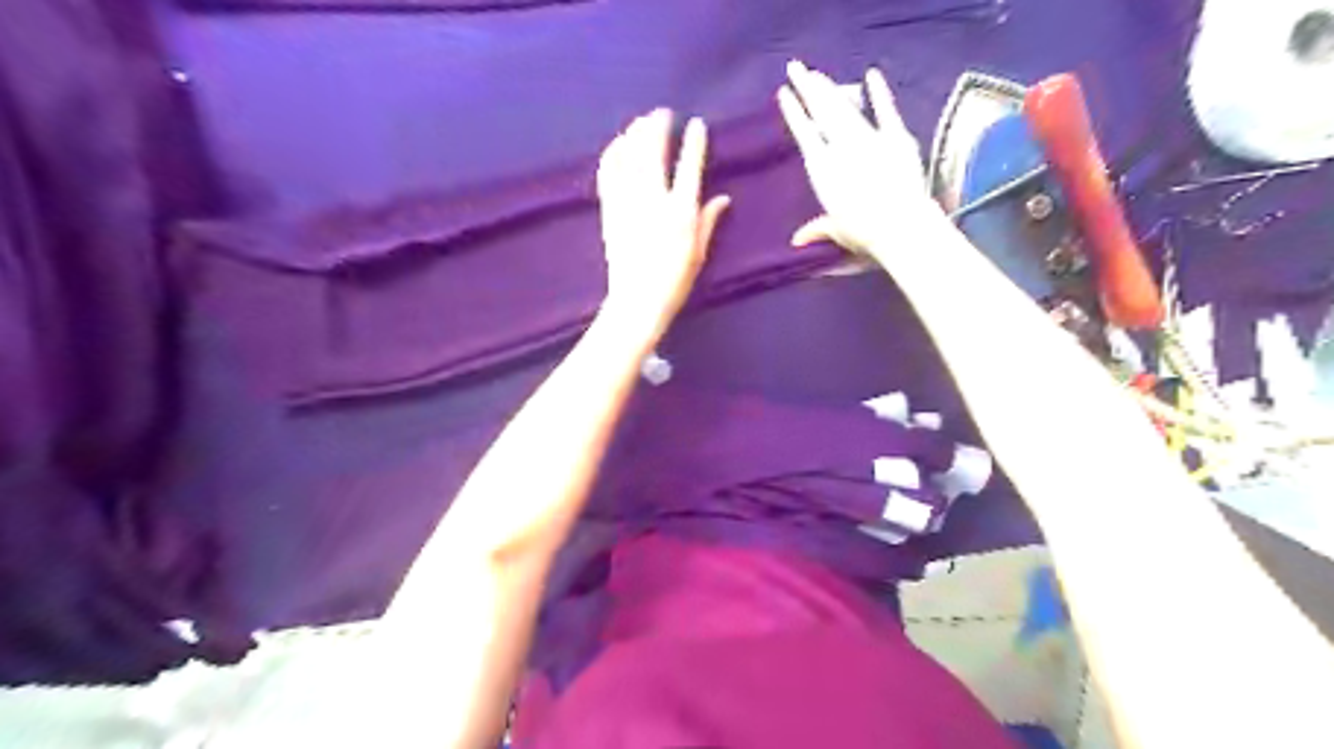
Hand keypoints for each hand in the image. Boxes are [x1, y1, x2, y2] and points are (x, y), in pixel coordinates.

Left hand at [600, 107, 733, 341]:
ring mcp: (628, 204)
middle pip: (654, 153)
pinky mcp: (610, 211)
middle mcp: (654, 201)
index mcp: (681, 213)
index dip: (695, 142)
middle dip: (658, 127)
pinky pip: (608, 175)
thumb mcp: (699, 253)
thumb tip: (723, 197)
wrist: (637, 301)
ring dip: (635, 134)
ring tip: (640, 122)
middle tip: (662, 113)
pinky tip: (616, 145)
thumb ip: (709, 222)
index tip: (698, 124)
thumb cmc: (674, 281)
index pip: (690, 167)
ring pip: (630, 158)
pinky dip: (612, 156)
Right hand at [779, 58, 931, 252]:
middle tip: (796, 67)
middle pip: (821, 112)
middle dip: (807, 87)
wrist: (900, 225)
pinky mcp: (896, 137)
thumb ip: (817, 230)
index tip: (785, 93)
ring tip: (818, 74)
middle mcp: (841, 148)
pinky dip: (880, 93)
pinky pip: (886, 111)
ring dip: (831, 89)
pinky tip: (871, 75)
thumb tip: (796, 241)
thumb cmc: (863, 232)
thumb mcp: (836, 230)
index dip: (794, 111)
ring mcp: (870, 139)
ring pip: (845, 108)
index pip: (804, 133)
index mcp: (822, 169)